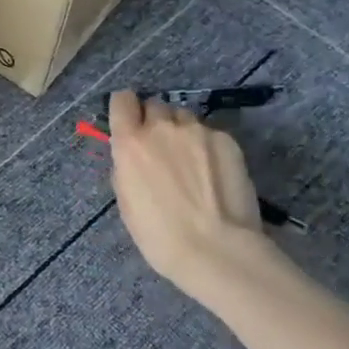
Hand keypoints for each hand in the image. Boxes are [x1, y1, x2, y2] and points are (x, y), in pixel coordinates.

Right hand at [108, 89, 273, 305]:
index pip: (122, 100)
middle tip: (162, 149)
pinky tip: (213, 173)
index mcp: (130, 143)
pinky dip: (207, 147)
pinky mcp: (226, 140)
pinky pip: (209, 133)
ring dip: (181, 132)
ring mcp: (197, 131)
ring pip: (184, 118)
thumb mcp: (126, 201)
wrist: (216, 249)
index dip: (125, 110)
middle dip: (155, 122)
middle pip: (155, 105)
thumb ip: (126, 167)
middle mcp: (162, 127)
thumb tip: (133, 156)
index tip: (130, 123)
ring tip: (191, 161)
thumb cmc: (159, 235)